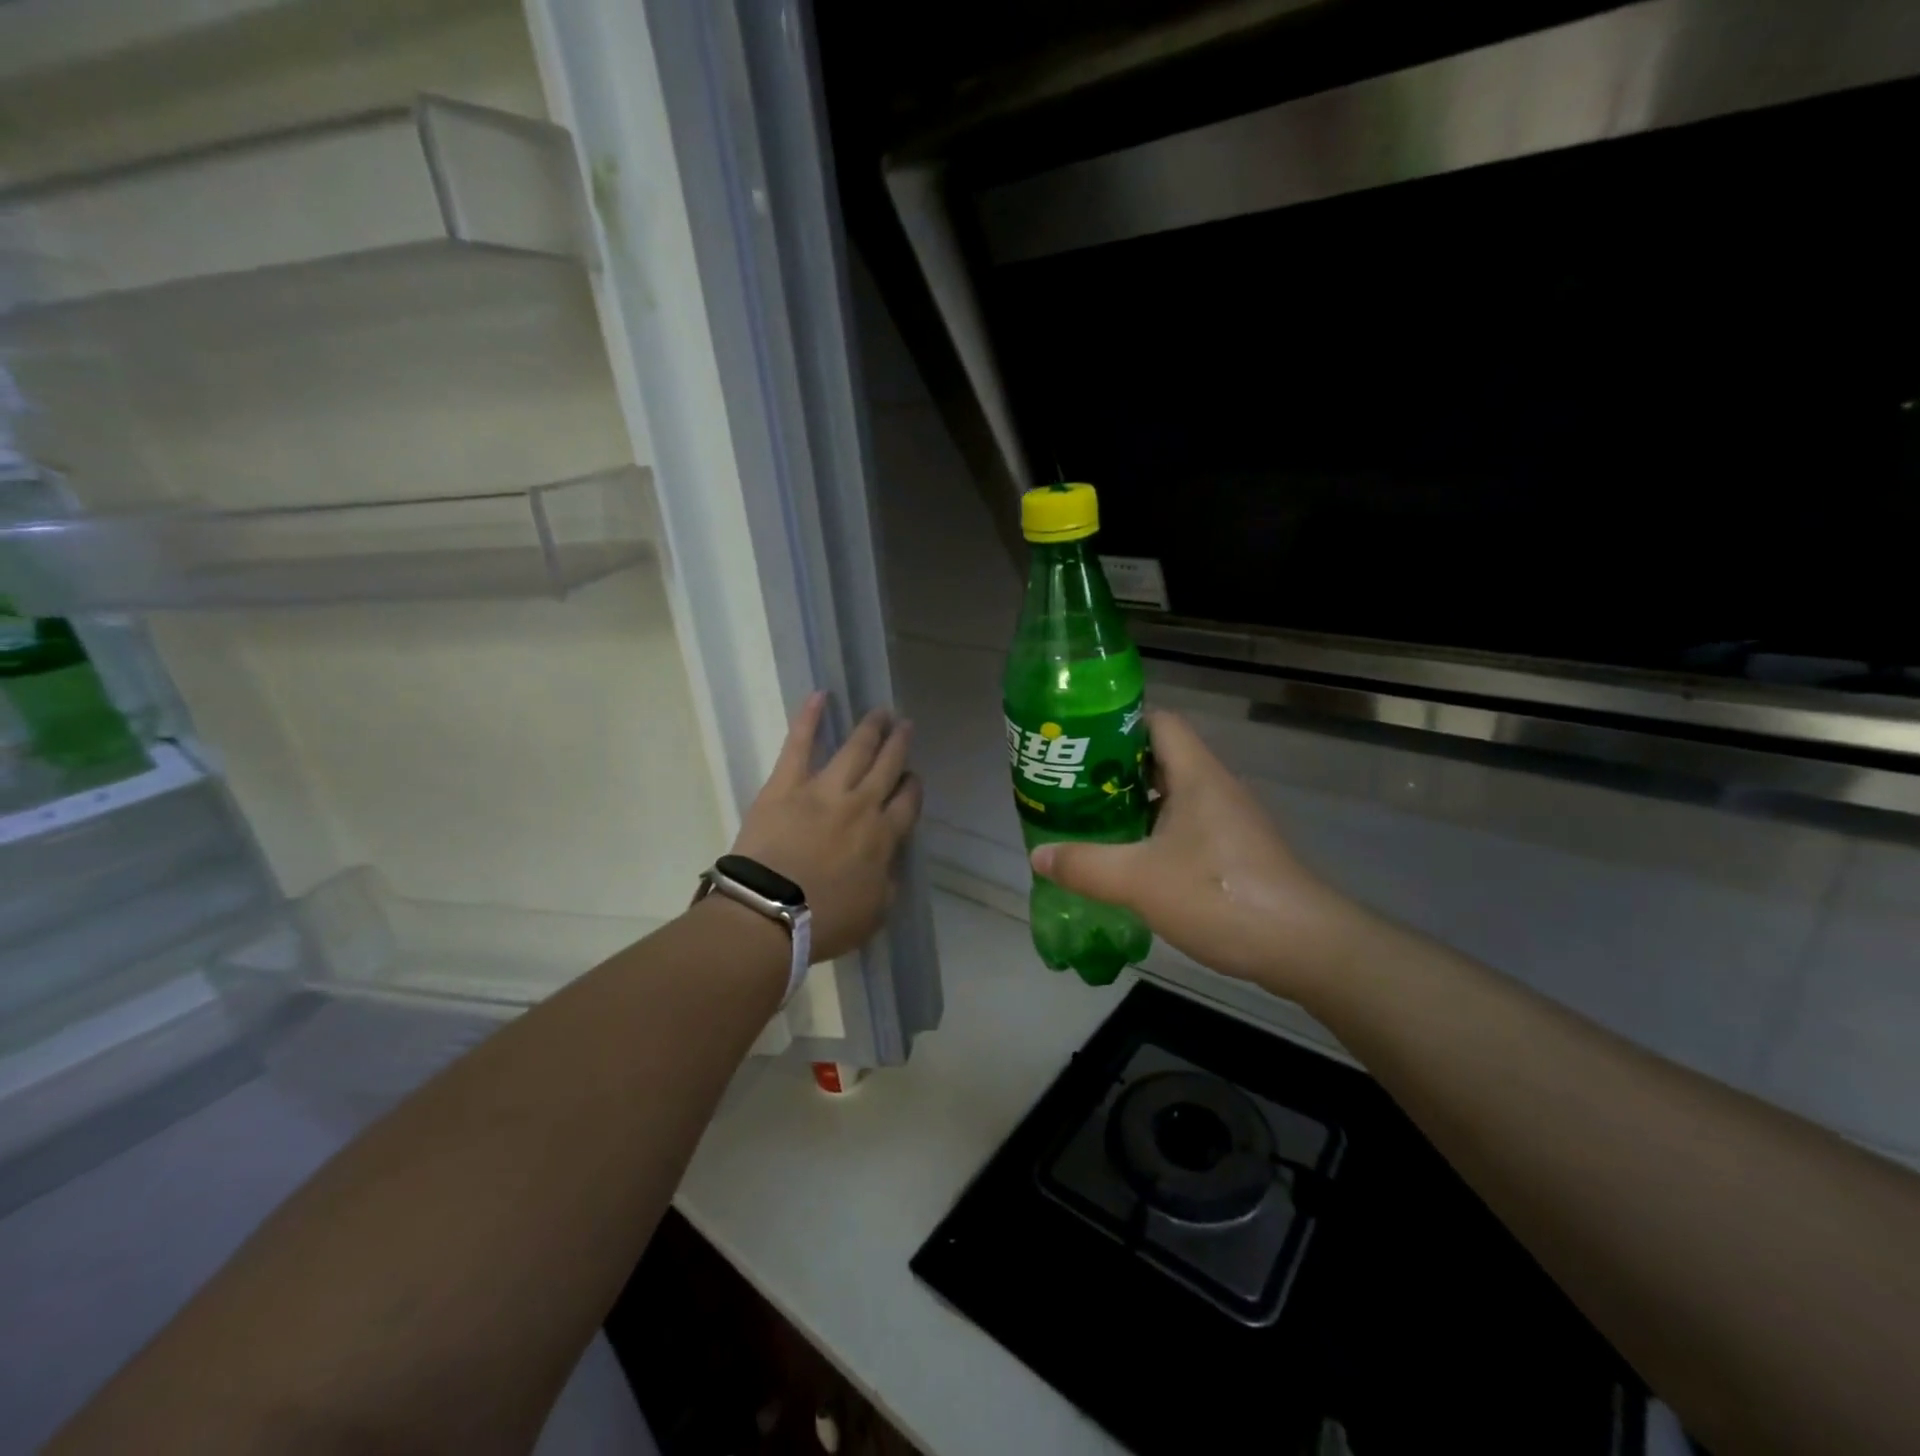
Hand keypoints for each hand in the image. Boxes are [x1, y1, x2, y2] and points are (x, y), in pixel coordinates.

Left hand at [730, 692, 922, 962]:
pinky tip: (821, 695)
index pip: (908, 803)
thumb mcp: (875, 912)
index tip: (912, 779)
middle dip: (899, 745)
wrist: (770, 913)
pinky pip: (800, 744)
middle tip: (906, 726)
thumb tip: (887, 863)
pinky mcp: (787, 784)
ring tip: (882, 711)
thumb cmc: (825, 922)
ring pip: (856, 749)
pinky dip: (810, 718)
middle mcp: (862, 805)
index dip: (912, 787)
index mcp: (884, 837)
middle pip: (887, 767)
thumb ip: (887, 882)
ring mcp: (824, 789)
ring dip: (871, 728)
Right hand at [1029, 710, 1357, 998]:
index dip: (1119, 724)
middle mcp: (1215, 789)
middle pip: (1161, 759)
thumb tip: (1038, 855)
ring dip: (1135, 805)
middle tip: (1073, 788)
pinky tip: (1131, 862)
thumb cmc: (1220, 895)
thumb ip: (1085, 865)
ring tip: (1092, 823)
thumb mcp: (1139, 880)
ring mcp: (1230, 822)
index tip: (1080, 744)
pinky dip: (1156, 834)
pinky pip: (1187, 828)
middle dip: (1116, 770)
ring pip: (1174, 797)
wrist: (1304, 946)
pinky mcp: (1236, 854)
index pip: (1159, 723)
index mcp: (1197, 776)